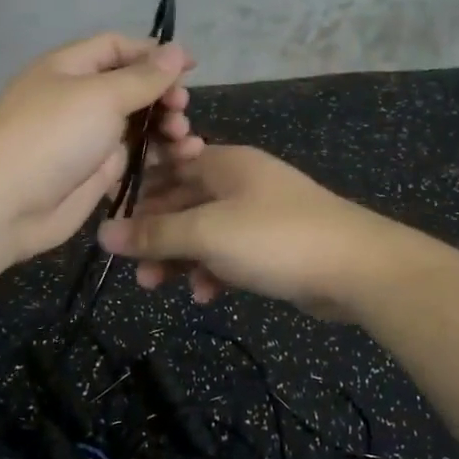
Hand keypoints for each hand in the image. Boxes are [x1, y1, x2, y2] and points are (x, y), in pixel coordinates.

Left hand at [0, 32, 202, 265]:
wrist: (7, 204)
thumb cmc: (53, 136)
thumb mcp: (101, 96)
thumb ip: (143, 76)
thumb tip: (176, 50)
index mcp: (70, 68)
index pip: (117, 48)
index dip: (155, 53)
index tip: (192, 66)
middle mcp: (79, 98)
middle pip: (131, 86)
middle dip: (162, 94)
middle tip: (181, 109)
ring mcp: (87, 137)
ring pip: (137, 123)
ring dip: (165, 125)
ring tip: (184, 138)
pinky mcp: (96, 172)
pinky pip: (134, 156)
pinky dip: (158, 154)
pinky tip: (182, 157)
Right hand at [97, 146, 403, 317]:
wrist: (357, 268)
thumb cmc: (275, 238)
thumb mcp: (207, 234)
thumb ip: (154, 234)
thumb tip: (102, 233)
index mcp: (225, 163)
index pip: (168, 168)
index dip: (138, 195)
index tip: (112, 225)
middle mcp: (240, 182)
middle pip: (183, 203)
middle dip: (156, 236)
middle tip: (134, 269)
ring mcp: (259, 214)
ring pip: (205, 232)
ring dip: (181, 258)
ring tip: (159, 286)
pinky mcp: (274, 246)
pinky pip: (230, 253)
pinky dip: (214, 271)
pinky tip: (207, 295)